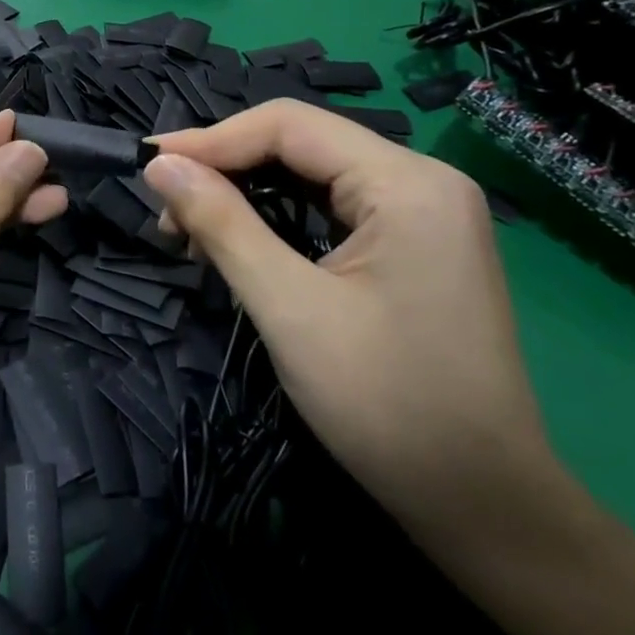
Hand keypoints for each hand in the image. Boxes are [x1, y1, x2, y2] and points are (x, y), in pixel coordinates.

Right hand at [145, 100, 553, 555]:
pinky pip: (330, 206)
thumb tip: (159, 164)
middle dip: (226, 168)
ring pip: (311, 174)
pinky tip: (240, 241)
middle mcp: (422, 181)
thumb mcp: (289, 309)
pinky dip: (277, 217)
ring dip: (245, 193)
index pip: (289, 125)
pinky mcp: (414, 244)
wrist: (486, 509)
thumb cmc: (389, 407)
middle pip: (300, 143)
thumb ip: (222, 224)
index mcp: (407, 183)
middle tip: (166, 206)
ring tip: (191, 228)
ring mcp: (423, 213)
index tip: (148, 163)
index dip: (211, 139)